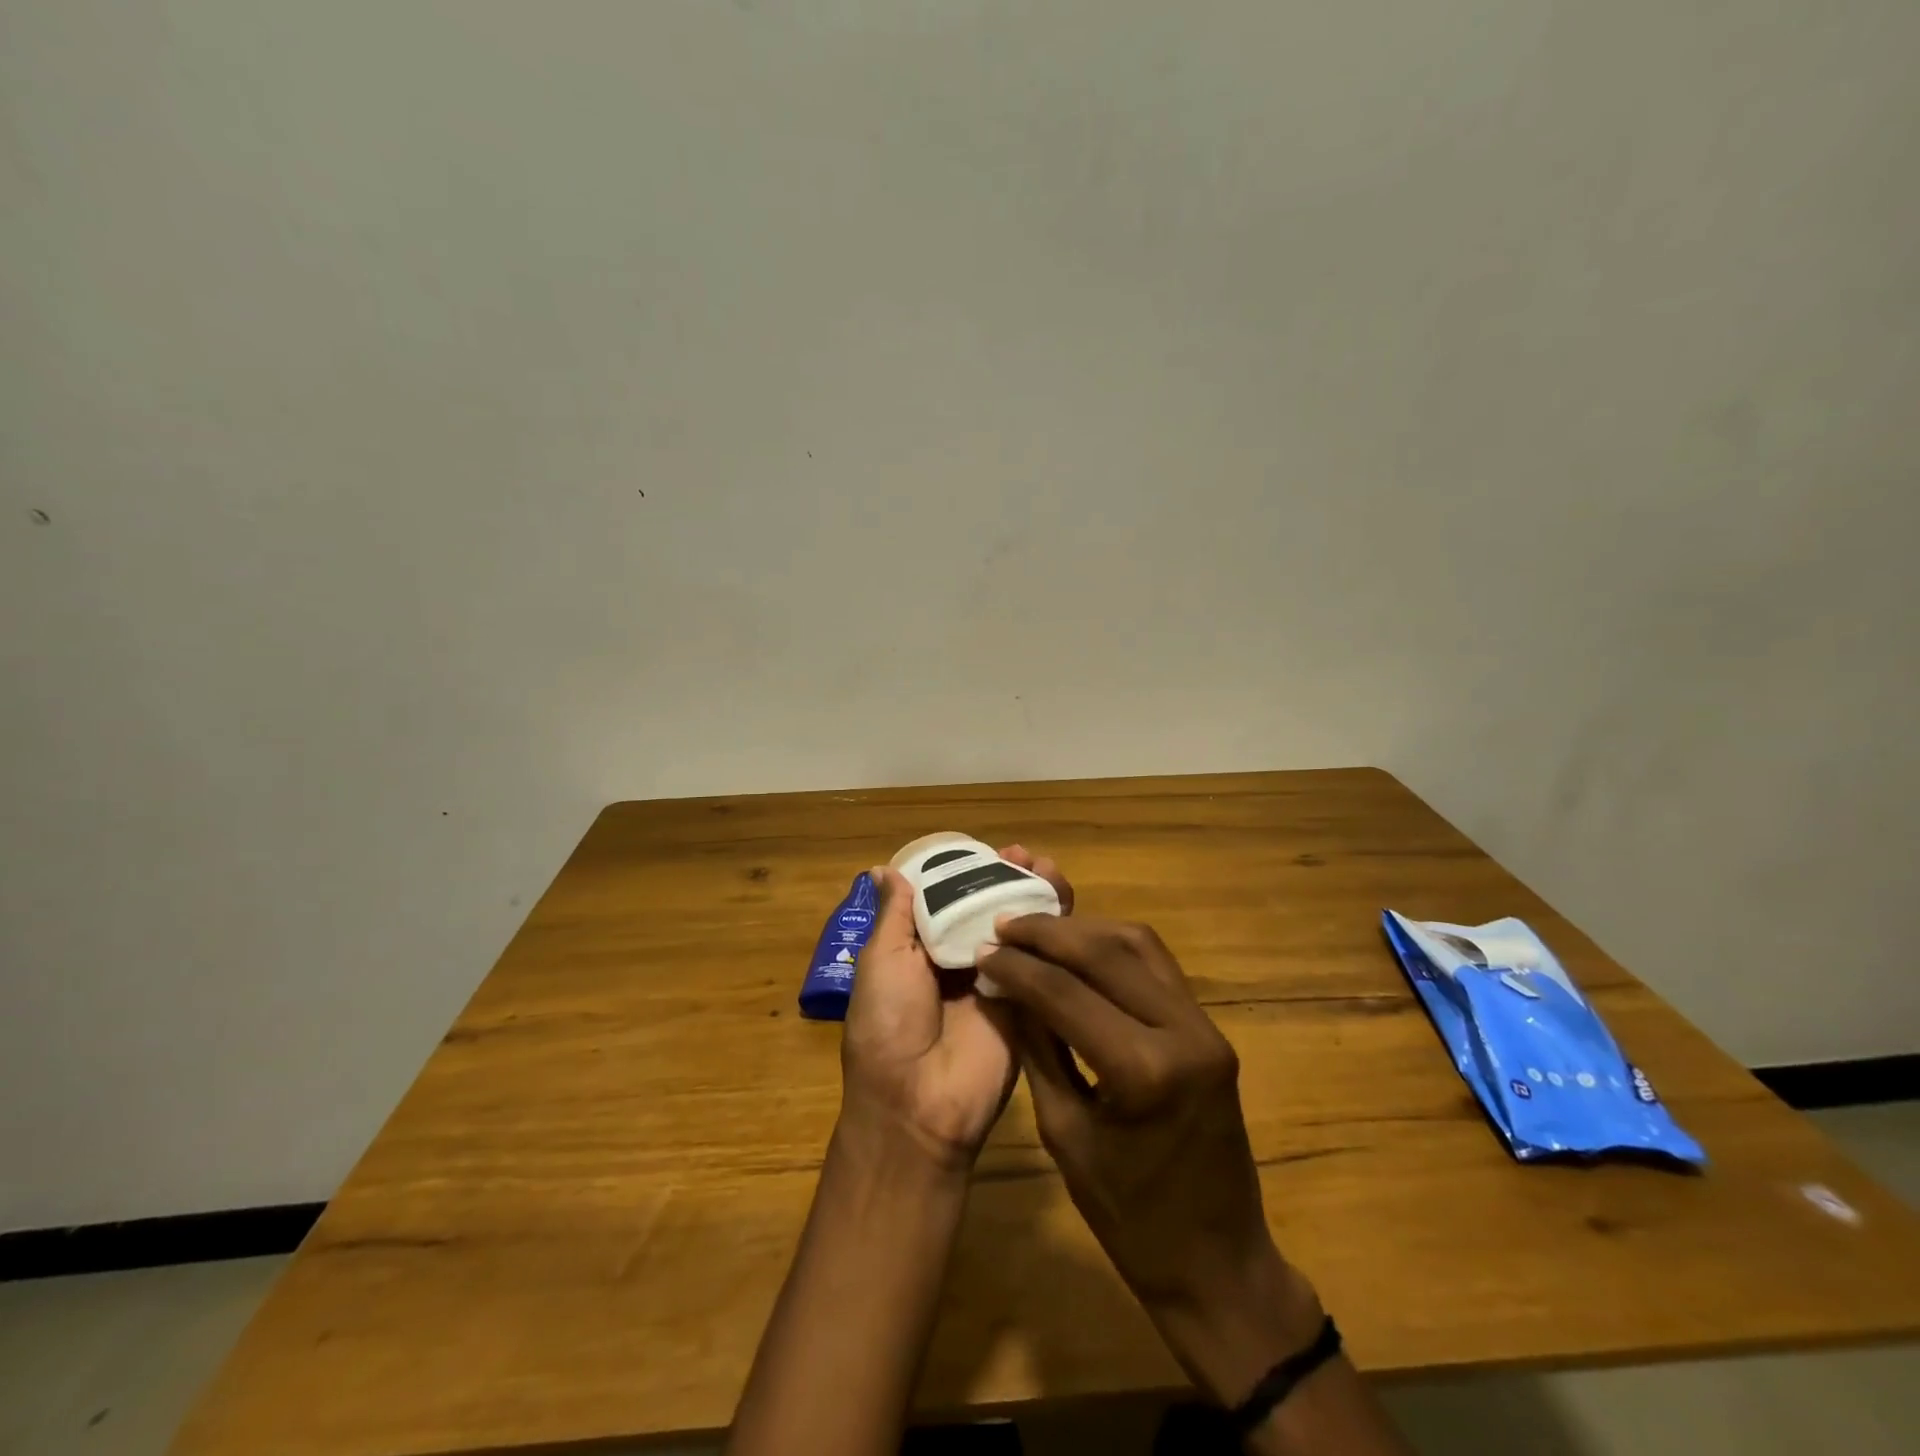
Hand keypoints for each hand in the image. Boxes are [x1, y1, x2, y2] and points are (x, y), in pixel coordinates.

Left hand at [840, 846, 1071, 1169]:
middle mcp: (961, 958)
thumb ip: (895, 915)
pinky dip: (1053, 931)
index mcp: (921, 948)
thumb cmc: (888, 1023)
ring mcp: (997, 980)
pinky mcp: (1027, 1002)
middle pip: (989, 909)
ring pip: (1020, 929)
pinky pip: (1042, 962)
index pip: (951, 898)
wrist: (918, 1102)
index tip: (990, 850)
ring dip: (1034, 896)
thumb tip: (886, 869)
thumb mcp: (881, 960)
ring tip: (1046, 868)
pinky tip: (1062, 904)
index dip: (970, 873)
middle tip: (1025, 856)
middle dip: (1007, 879)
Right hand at [979, 916, 1322, 1404]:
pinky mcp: (1210, 1028)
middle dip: (1048, 934)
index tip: (982, 948)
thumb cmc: (1130, 1218)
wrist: (1218, 1264)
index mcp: (1144, 1071)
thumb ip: (1035, 1049)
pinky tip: (1079, 950)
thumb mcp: (1065, 1134)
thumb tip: (1002, 988)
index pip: (1066, 993)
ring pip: (1138, 945)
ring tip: (1037, 929)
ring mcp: (1205, 1026)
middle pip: (1106, 953)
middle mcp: (1183, 1032)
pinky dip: (1114, 949)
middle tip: (1003, 923)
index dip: (1017, 966)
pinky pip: (1158, 967)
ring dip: (1084, 931)